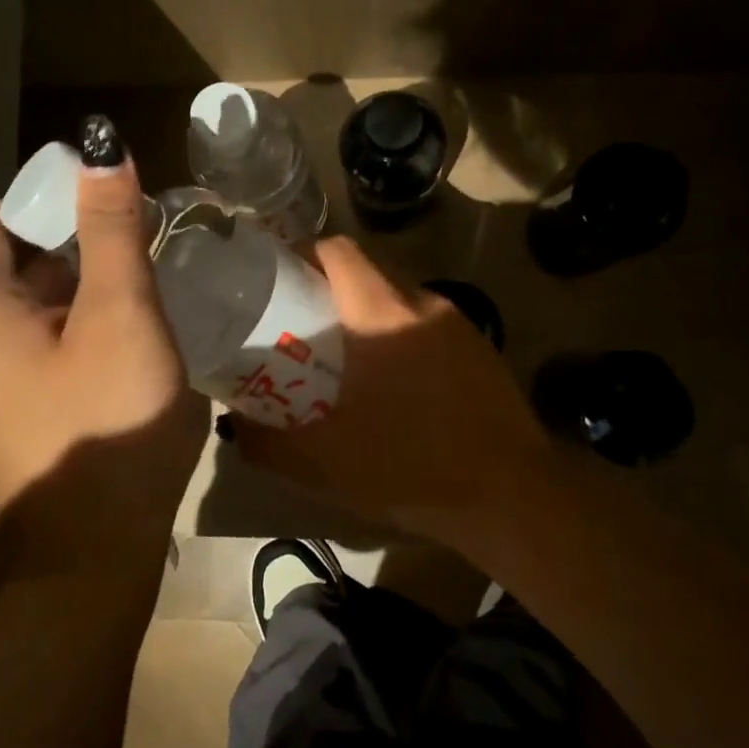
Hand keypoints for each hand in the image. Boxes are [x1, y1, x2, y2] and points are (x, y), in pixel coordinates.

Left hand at [0, 122, 206, 546]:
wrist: (89, 559)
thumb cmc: (110, 423)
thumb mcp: (123, 315)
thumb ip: (111, 231)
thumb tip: (103, 151)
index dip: (38, 205)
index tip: (100, 217)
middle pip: (0, 271)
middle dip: (65, 256)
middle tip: (131, 265)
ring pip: (15, 319)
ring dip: (68, 301)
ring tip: (131, 313)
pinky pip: (21, 360)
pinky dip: (60, 342)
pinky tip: (111, 364)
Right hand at [231, 237, 550, 550]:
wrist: (511, 496)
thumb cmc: (411, 468)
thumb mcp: (323, 464)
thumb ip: (268, 442)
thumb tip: (236, 427)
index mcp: (382, 314)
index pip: (337, 251)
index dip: (301, 254)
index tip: (276, 281)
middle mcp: (422, 304)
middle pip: (368, 270)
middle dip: (330, 288)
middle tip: (301, 324)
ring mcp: (459, 325)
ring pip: (399, 297)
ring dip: (367, 313)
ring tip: (345, 355)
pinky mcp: (481, 349)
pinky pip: (427, 324)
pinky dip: (401, 335)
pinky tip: (395, 383)